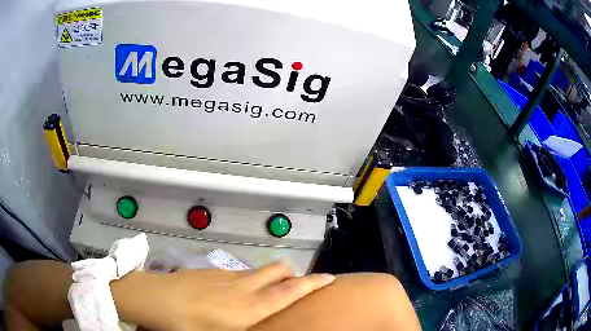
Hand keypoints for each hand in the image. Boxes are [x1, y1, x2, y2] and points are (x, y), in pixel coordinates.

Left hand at [113, 262, 334, 330]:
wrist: (155, 297)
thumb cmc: (187, 324)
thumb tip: (259, 328)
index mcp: (250, 307)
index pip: (290, 291)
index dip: (312, 283)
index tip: (329, 278)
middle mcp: (244, 287)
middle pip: (278, 270)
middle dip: (293, 274)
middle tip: (296, 286)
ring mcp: (227, 276)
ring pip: (260, 270)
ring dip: (271, 277)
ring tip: (267, 293)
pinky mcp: (213, 271)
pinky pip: (241, 272)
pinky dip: (251, 279)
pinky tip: (237, 293)